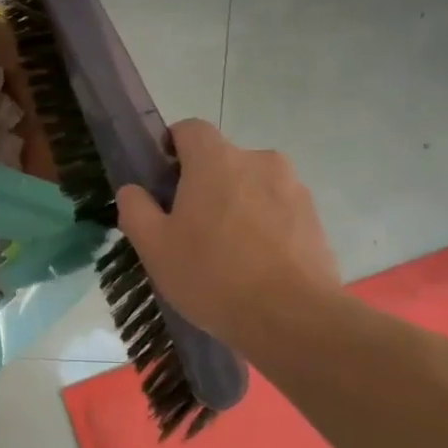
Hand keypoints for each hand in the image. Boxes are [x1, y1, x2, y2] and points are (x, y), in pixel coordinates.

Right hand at [115, 119, 338, 346]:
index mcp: (216, 160)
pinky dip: (262, 227)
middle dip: (203, 186)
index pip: (189, 129)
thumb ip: (136, 210)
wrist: (293, 318)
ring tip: (226, 254)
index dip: (171, 149)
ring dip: (235, 206)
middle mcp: (258, 160)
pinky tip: (254, 265)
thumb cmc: (213, 276)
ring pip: (250, 186)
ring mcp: (292, 187)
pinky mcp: (314, 217)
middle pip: (221, 161)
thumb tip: (134, 191)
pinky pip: (276, 210)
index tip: (163, 184)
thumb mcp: (155, 248)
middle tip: (188, 230)